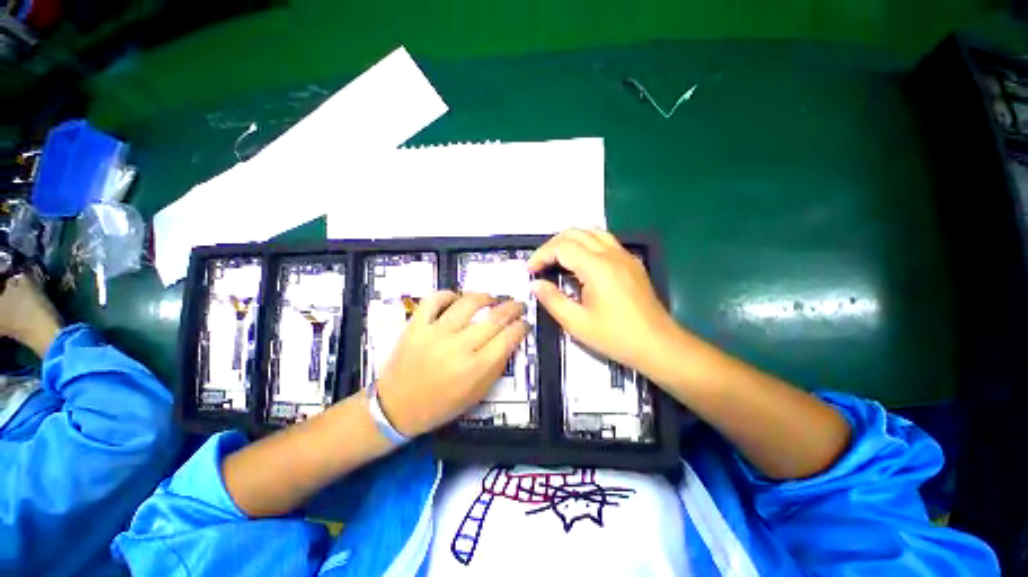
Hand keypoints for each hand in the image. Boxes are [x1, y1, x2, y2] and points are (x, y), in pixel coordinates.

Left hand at [375, 291, 528, 436]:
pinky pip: (434, 300)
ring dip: (485, 297)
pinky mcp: (415, 326)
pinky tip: (456, 298)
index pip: (508, 338)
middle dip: (513, 308)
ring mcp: (435, 334)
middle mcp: (458, 347)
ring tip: (491, 298)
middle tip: (518, 305)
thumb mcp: (477, 394)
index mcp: (476, 369)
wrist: (396, 408)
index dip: (521, 326)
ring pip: (467, 303)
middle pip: (495, 318)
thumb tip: (510, 340)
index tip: (524, 323)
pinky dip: (448, 294)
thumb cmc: (441, 405)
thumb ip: (496, 366)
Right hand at [527, 229, 679, 378]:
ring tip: (557, 259)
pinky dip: (587, 243)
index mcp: (597, 267)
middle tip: (541, 265)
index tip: (530, 271)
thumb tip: (536, 284)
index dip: (541, 255)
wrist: (658, 345)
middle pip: (575, 233)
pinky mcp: (631, 262)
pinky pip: (605, 240)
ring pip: (592, 232)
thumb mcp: (577, 323)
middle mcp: (611, 254)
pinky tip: (581, 262)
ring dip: (570, 241)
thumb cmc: (616, 336)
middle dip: (552, 245)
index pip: (562, 247)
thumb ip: (552, 300)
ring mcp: (624, 256)